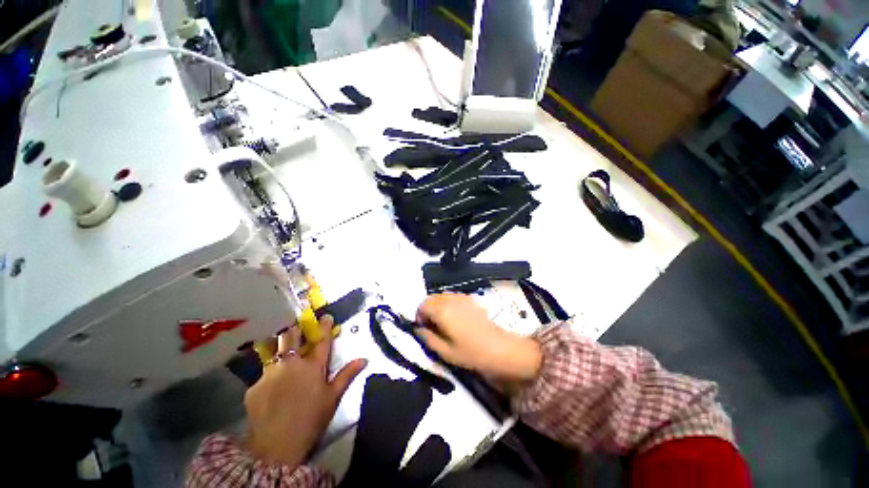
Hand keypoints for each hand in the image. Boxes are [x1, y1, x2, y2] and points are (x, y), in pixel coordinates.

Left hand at [244, 315, 366, 467]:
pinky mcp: (253, 387)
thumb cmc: (311, 420)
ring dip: (279, 351)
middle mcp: (290, 363)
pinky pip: (263, 376)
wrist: (276, 447)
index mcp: (312, 365)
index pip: (321, 339)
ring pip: (273, 352)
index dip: (324, 326)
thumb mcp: (333, 398)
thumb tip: (364, 359)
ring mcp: (269, 374)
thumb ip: (347, 375)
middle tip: (297, 333)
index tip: (326, 317)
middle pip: (290, 336)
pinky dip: (269, 379)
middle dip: (294, 331)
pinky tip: (270, 392)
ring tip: (281, 360)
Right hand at [414, 294, 541, 382]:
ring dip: (437, 305)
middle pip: (431, 298)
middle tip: (432, 326)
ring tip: (443, 322)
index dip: (419, 316)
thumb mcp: (445, 352)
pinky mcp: (470, 299)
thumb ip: (427, 338)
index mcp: (442, 311)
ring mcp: (461, 297)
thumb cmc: (471, 353)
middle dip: (427, 309)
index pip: (422, 305)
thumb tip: (417, 329)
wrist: (499, 348)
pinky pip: (452, 296)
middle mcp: (450, 299)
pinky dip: (448, 303)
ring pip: (441, 295)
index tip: (423, 328)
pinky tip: (455, 317)